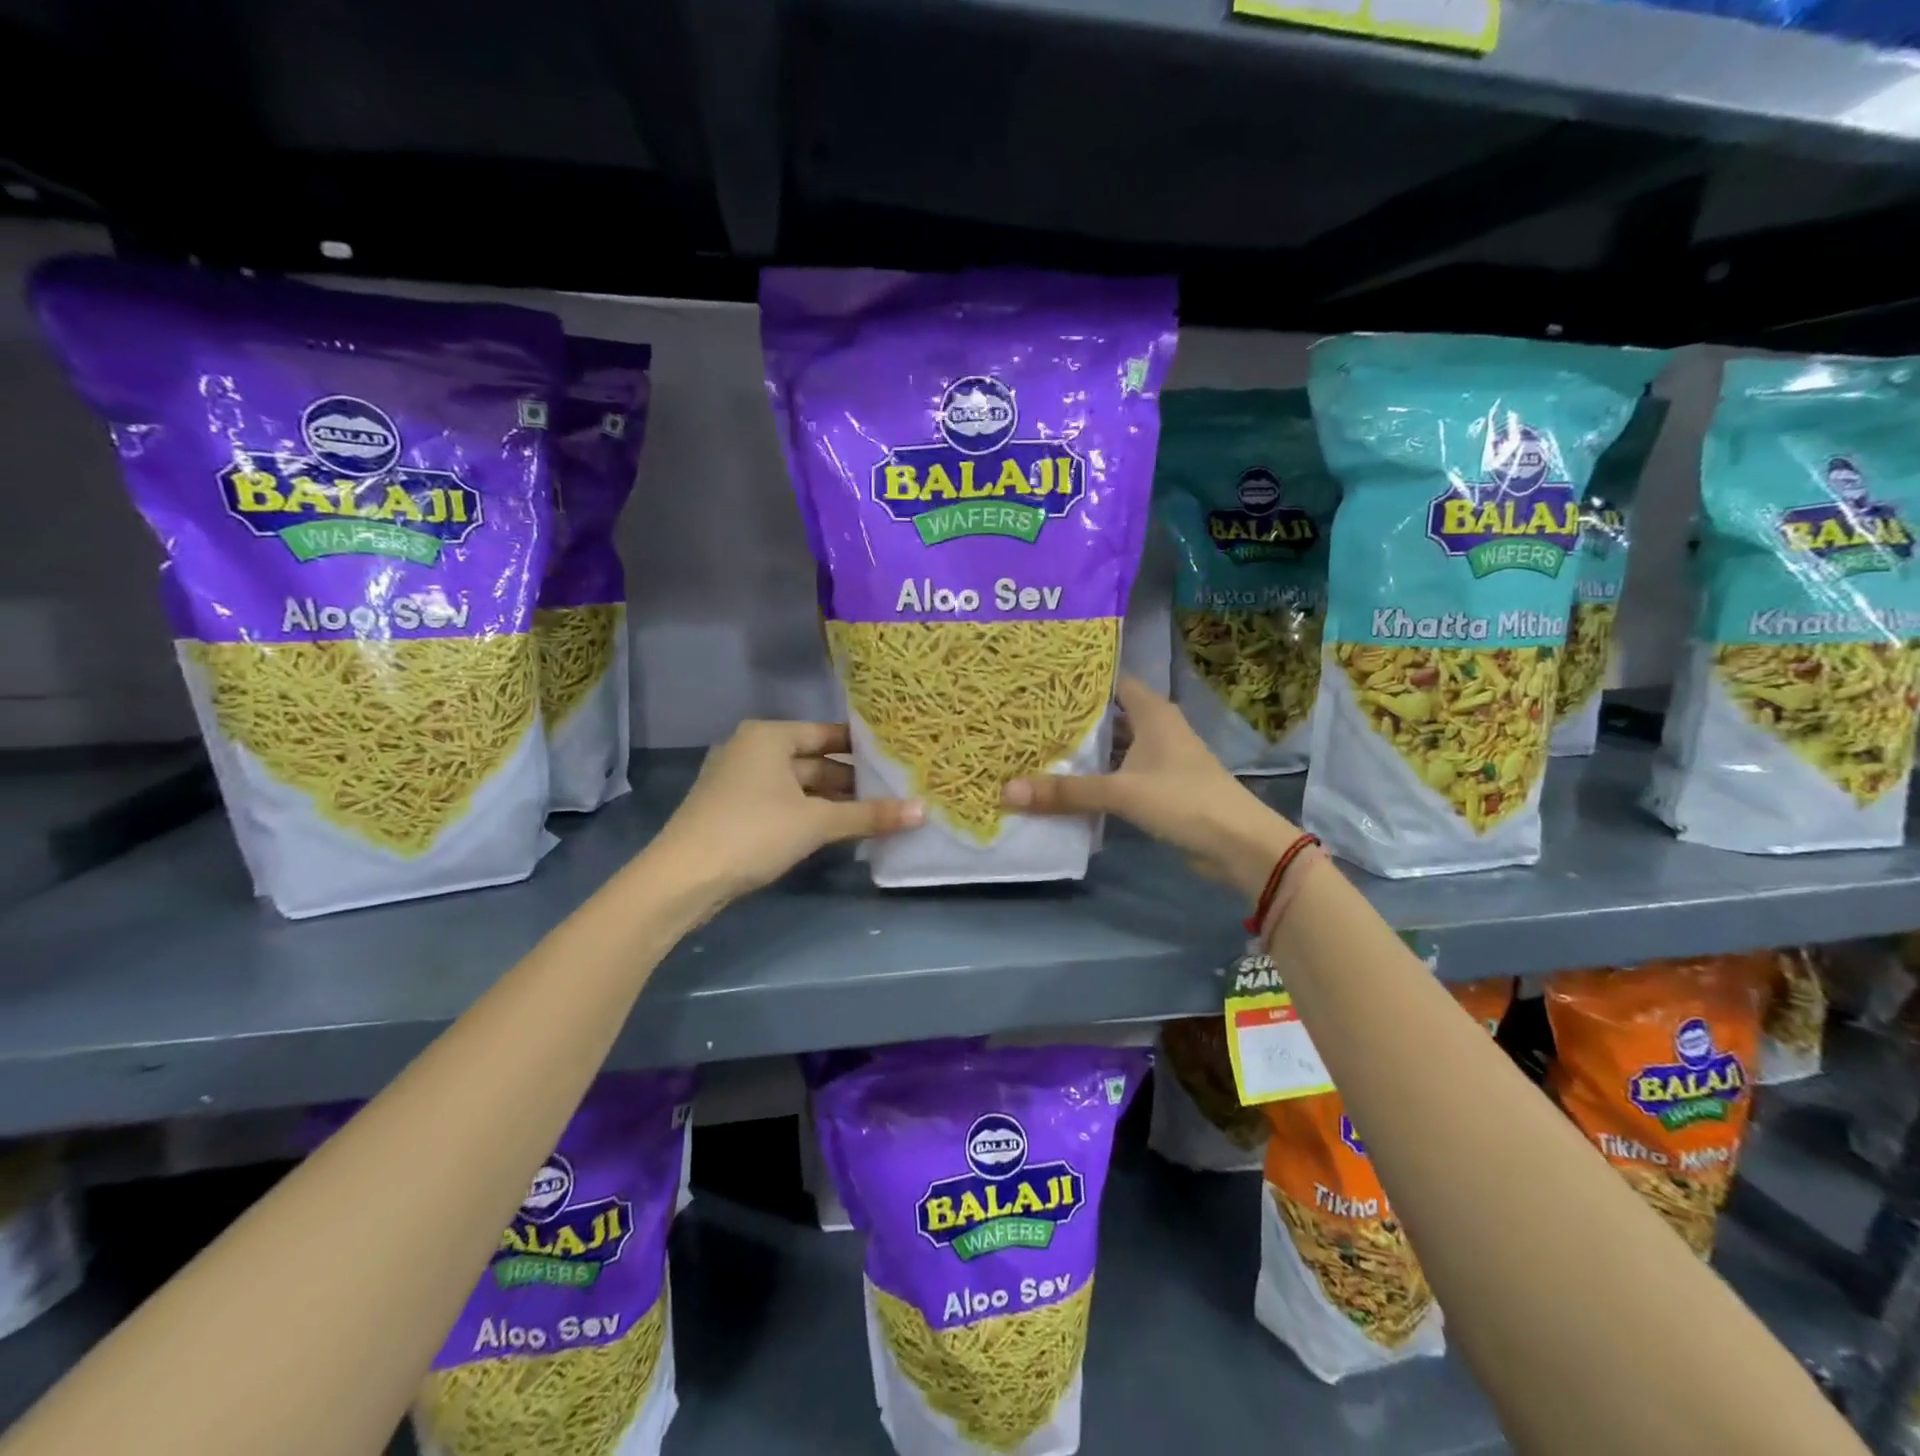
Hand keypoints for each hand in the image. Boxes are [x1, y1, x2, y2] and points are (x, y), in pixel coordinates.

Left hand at [653, 721, 921, 902]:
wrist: (682, 880)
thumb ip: (870, 814)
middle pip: (813, 761)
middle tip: (895, 793)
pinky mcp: (733, 810)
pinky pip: (782, 803)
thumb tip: (923, 810)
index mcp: (768, 736)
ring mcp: (738, 781)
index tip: (897, 761)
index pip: (827, 734)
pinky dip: (809, 814)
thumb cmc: (753, 832)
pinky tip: (838, 831)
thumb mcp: (817, 822)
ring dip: (832, 801)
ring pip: (798, 786)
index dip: (862, 749)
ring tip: (875, 814)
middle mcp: (751, 749)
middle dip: (851, 781)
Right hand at [1002, 676, 1298, 900]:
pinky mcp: (1160, 787)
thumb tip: (1007, 791)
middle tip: (1027, 714)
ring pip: (1114, 746)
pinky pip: (1120, 773)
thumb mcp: (1121, 792)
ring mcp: (1160, 759)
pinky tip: (1066, 783)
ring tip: (1037, 746)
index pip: (1113, 680)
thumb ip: (1066, 792)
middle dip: (1073, 717)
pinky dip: (1096, 776)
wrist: (1239, 844)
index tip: (1041, 676)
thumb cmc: (1184, 800)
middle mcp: (1156, 728)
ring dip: (1084, 750)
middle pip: (1109, 714)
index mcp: (1152, 712)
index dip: (1081, 676)